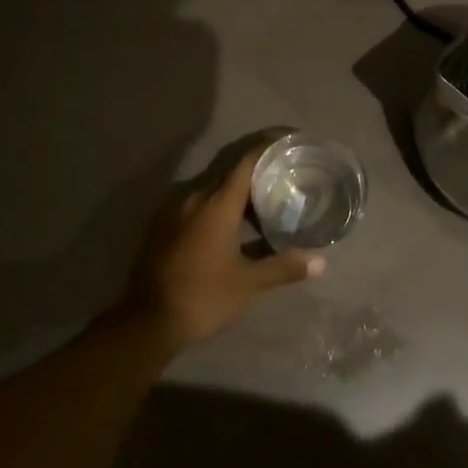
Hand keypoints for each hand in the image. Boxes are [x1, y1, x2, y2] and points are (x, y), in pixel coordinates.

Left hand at [123, 144, 324, 349]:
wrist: (147, 321)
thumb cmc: (203, 296)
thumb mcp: (248, 284)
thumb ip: (283, 267)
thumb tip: (321, 261)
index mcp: (216, 203)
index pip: (245, 163)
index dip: (266, 150)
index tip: (286, 146)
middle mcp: (193, 197)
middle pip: (229, 175)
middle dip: (255, 176)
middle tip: (283, 181)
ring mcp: (173, 211)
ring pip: (211, 191)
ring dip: (235, 195)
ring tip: (261, 205)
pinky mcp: (162, 226)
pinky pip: (195, 205)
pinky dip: (216, 208)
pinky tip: (230, 227)